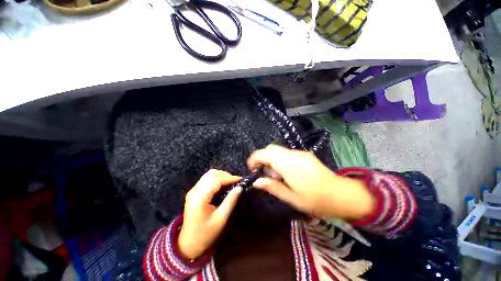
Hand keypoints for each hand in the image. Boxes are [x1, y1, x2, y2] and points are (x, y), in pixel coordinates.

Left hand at [178, 169, 241, 260]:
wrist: (188, 244)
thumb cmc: (205, 234)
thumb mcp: (221, 218)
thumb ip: (231, 201)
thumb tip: (240, 187)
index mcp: (200, 198)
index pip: (217, 180)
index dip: (230, 178)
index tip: (240, 179)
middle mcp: (195, 190)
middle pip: (212, 174)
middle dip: (226, 175)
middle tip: (236, 182)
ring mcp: (193, 190)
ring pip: (209, 175)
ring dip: (221, 176)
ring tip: (230, 182)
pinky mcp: (194, 192)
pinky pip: (206, 179)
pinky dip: (216, 179)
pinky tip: (223, 185)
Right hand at [248, 145, 374, 219]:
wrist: (342, 195)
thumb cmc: (316, 200)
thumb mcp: (291, 198)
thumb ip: (272, 187)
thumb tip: (256, 181)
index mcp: (288, 165)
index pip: (265, 153)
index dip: (254, 159)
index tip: (251, 169)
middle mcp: (293, 154)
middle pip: (270, 148)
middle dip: (262, 158)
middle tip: (265, 174)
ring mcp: (300, 153)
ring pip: (278, 150)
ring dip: (272, 160)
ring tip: (277, 176)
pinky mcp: (304, 154)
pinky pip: (286, 153)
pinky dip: (280, 160)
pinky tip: (286, 173)